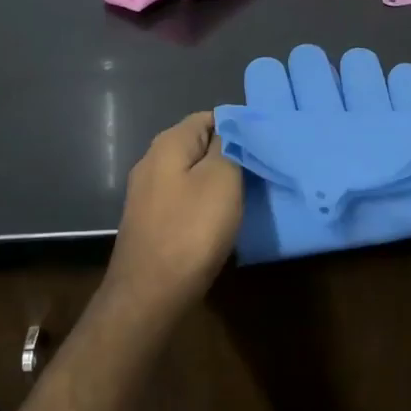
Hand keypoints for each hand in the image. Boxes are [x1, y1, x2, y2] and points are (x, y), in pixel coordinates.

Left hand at [105, 112, 242, 311]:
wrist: (149, 294)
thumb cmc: (191, 230)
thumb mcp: (222, 179)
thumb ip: (228, 146)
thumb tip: (230, 128)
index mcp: (169, 144)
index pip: (208, 117)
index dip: (238, 128)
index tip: (263, 147)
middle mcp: (152, 161)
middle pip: (199, 145)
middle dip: (229, 155)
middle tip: (260, 173)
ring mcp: (147, 193)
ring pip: (192, 174)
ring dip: (218, 182)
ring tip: (246, 197)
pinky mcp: (149, 220)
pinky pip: (183, 199)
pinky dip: (204, 204)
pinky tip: (219, 221)